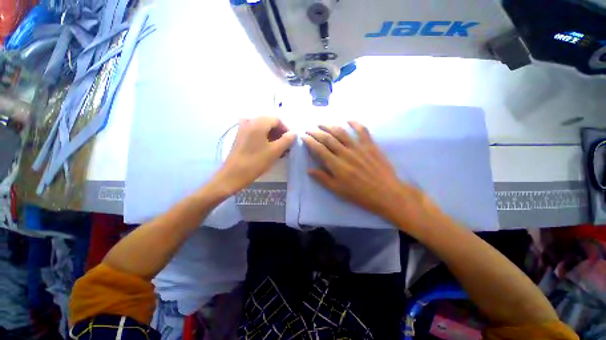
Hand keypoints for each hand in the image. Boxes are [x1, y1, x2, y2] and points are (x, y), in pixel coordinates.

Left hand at [213, 117, 295, 195]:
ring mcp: (242, 128)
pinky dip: (263, 136)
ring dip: (271, 135)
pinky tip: (266, 147)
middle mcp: (249, 121)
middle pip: (268, 122)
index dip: (285, 129)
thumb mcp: (275, 151)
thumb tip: (293, 133)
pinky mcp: (240, 135)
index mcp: (258, 123)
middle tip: (284, 144)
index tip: (290, 140)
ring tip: (277, 147)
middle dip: (278, 132)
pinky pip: (254, 131)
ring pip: (262, 127)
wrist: (233, 174)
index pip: (276, 120)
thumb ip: (286, 140)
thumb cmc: (256, 162)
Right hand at [302, 122, 437, 230]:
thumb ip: (323, 178)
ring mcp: (358, 147)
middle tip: (309, 129)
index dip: (310, 141)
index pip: (319, 149)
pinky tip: (348, 119)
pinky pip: (362, 130)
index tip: (304, 137)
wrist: (386, 193)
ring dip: (330, 125)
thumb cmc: (360, 194)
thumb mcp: (338, 190)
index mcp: (336, 165)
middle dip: (316, 132)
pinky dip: (355, 123)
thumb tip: (309, 170)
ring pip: (341, 132)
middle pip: (328, 138)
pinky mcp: (370, 145)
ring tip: (322, 123)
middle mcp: (345, 153)